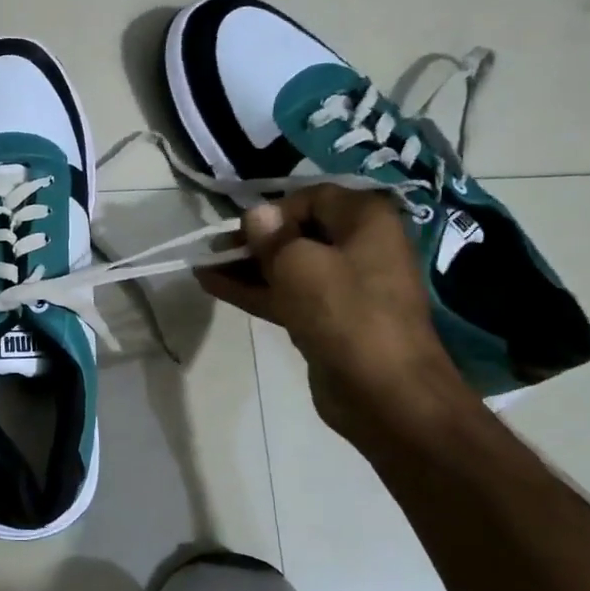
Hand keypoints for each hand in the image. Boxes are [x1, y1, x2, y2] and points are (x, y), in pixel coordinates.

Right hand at [199, 187, 474, 443]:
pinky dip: (255, 290)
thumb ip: (272, 237)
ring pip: (289, 266)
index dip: (274, 210)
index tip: (244, 232)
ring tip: (203, 266)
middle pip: (298, 232)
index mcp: (366, 221)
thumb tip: (256, 214)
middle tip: (213, 249)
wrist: (385, 393)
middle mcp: (360, 246)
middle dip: (254, 240)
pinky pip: (287, 294)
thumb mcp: (300, 265)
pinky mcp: (328, 319)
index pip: (312, 197)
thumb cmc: (345, 314)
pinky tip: (214, 286)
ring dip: (247, 266)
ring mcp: (344, 286)